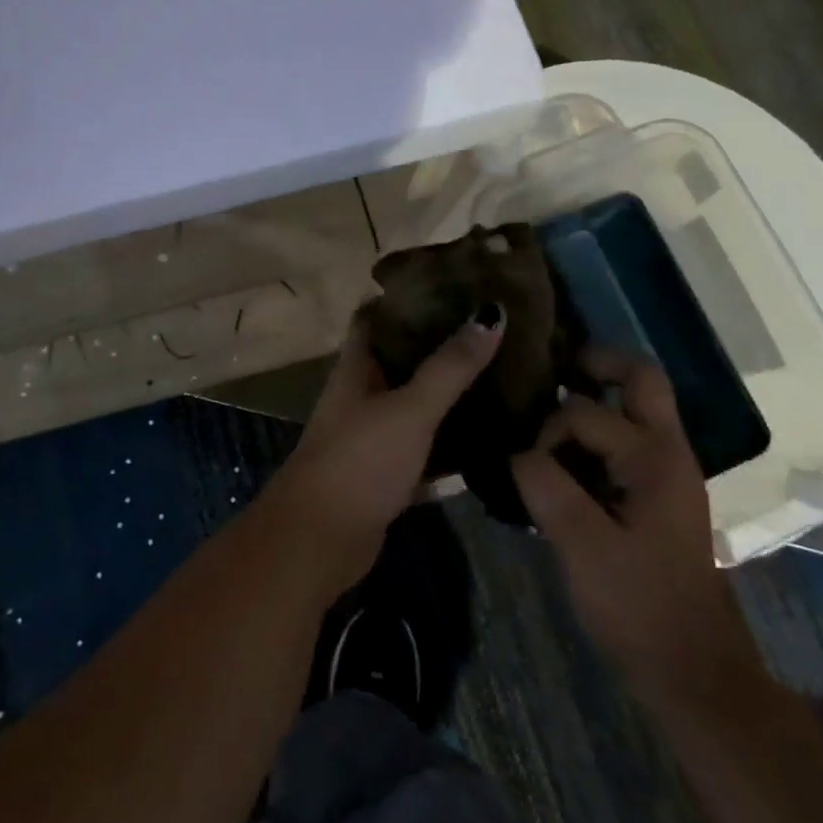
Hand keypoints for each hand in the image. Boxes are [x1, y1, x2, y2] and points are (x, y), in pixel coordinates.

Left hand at [272, 308, 504, 590]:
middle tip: (492, 326)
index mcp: (357, 368)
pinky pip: (425, 445)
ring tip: (501, 370)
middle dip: (440, 342)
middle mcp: (362, 395)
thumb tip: (491, 313)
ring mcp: (373, 435)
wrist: (320, 541)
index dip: (407, 296)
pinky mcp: (387, 472)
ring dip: (449, 390)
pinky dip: (451, 438)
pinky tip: (490, 432)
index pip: (376, 317)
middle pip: (402, 358)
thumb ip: (450, 366)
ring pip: (415, 402)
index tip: (453, 282)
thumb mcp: (409, 408)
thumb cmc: (359, 461)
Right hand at [511, 350, 768, 718]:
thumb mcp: (582, 546)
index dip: (547, 431)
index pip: (585, 413)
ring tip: (546, 412)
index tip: (523, 465)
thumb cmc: (640, 608)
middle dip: (596, 362)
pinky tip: (560, 459)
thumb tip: (516, 452)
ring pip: (635, 408)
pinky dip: (596, 434)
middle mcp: (667, 452)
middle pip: (640, 379)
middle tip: (551, 368)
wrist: (694, 675)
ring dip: (596, 398)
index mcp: (654, 458)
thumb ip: (544, 486)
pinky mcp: (656, 496)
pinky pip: (626, 441)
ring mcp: (666, 474)